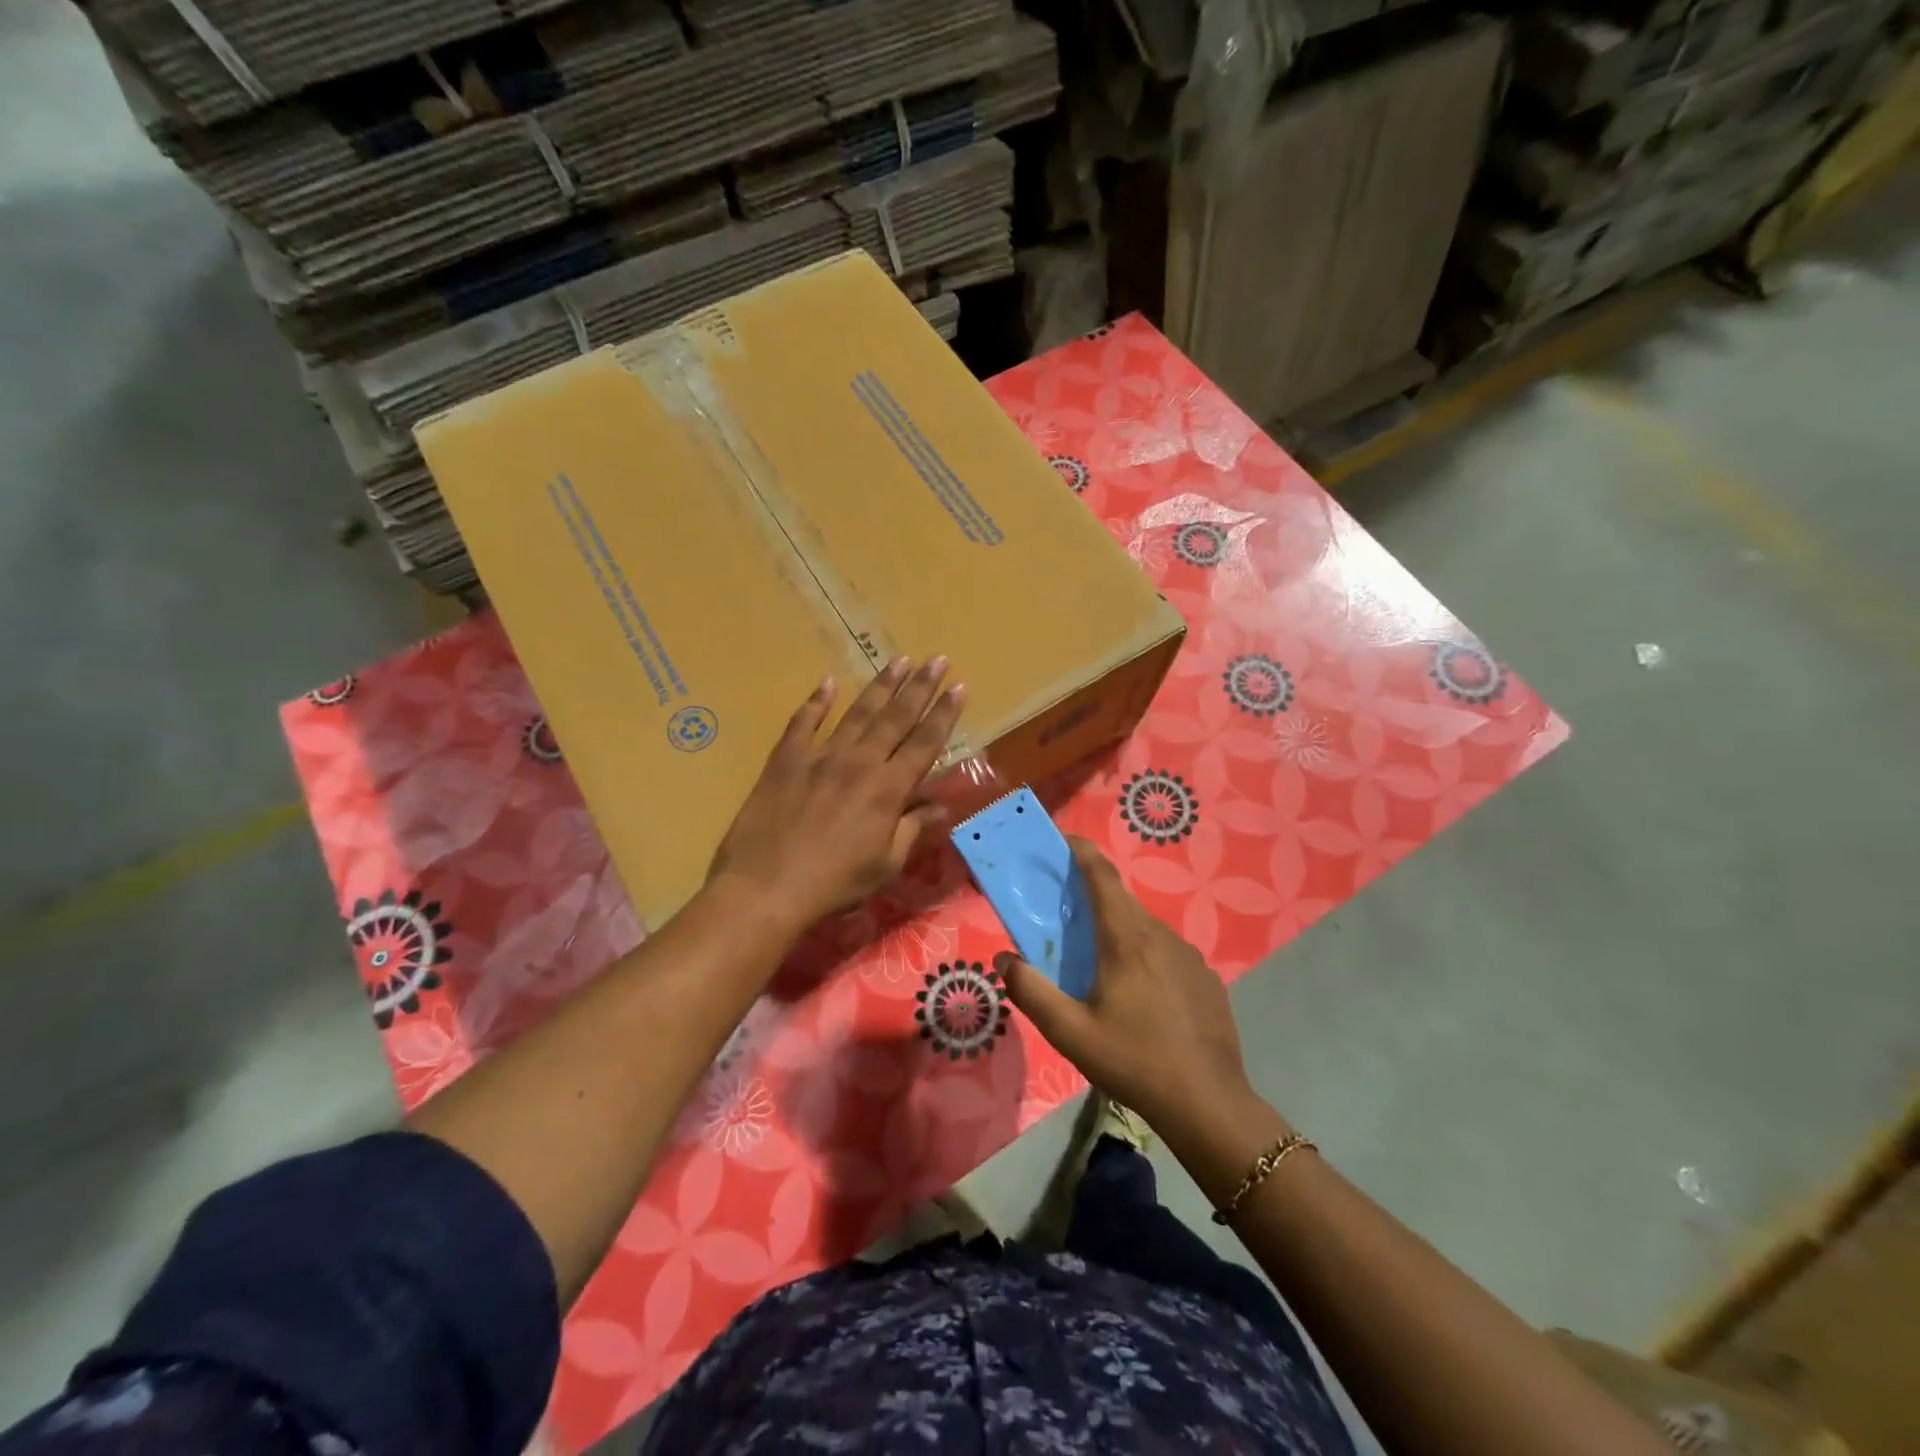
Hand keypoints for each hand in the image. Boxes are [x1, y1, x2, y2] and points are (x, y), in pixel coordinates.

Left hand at [709, 655, 964, 931]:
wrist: (765, 888)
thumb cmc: (834, 884)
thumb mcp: (885, 864)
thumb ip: (913, 827)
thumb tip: (940, 804)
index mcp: (888, 789)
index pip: (925, 743)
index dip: (944, 714)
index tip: (960, 687)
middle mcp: (859, 763)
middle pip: (896, 717)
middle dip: (920, 687)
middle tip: (937, 659)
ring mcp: (820, 756)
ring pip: (857, 713)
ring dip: (881, 686)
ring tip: (899, 660)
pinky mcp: (785, 760)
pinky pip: (803, 723)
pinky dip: (816, 702)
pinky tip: (828, 683)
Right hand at [997, 839, 1256, 1136]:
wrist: (1208, 1103)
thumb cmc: (1133, 1061)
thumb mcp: (1070, 1033)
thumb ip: (1031, 992)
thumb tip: (1005, 960)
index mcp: (1126, 939)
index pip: (1102, 877)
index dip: (1082, 852)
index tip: (1064, 841)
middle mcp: (1160, 936)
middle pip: (1122, 902)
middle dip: (1094, 898)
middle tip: (1068, 916)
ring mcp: (1189, 956)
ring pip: (1146, 929)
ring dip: (1120, 932)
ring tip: (1102, 966)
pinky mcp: (1206, 979)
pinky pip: (1168, 954)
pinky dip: (1147, 958)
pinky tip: (1142, 998)